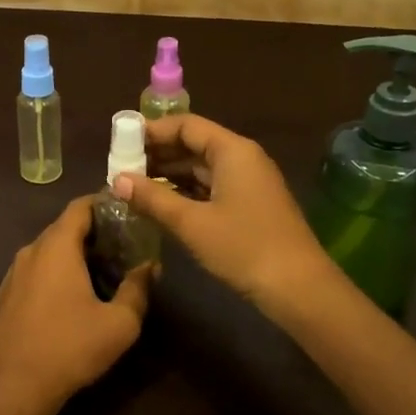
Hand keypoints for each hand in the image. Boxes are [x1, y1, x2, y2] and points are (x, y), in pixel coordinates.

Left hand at [0, 197, 153, 414]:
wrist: (11, 388)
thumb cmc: (69, 348)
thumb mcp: (119, 324)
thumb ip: (137, 289)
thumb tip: (149, 266)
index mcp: (56, 247)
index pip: (80, 207)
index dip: (104, 203)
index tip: (128, 211)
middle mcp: (30, 252)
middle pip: (64, 228)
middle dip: (94, 232)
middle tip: (124, 246)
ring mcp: (12, 274)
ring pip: (48, 252)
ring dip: (74, 255)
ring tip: (102, 272)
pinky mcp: (4, 297)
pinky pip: (35, 272)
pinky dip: (56, 273)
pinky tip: (71, 299)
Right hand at [112, 113, 337, 321]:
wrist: (299, 289)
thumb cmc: (244, 247)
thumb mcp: (191, 223)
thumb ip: (152, 198)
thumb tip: (116, 180)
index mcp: (232, 150)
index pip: (186, 125)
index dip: (152, 130)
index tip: (121, 143)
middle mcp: (242, 158)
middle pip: (193, 144)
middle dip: (157, 154)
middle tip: (121, 168)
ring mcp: (248, 183)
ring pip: (201, 168)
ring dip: (168, 174)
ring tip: (133, 187)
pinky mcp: (249, 206)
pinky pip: (210, 187)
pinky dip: (184, 191)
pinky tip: (160, 205)